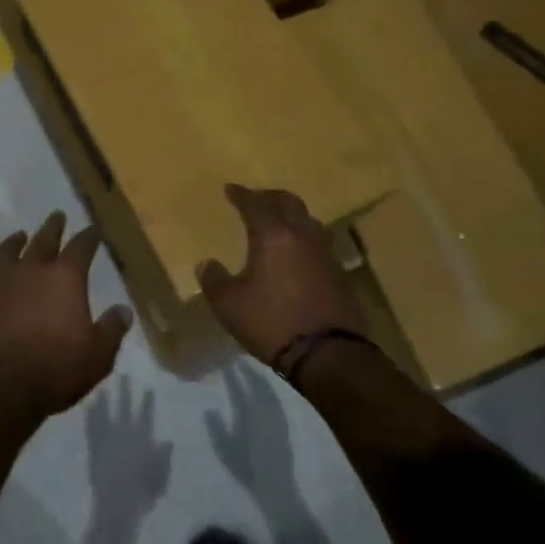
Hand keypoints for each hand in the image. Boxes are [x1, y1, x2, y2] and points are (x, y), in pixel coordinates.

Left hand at [0, 212, 131, 419]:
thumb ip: (111, 330)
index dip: (89, 237)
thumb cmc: (54, 370)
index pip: (82, 247)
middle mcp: (34, 269)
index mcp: (66, 278)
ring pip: (13, 249)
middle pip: (46, 239)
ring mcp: (3, 280)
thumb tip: (123, 310)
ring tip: (22, 234)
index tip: (94, 230)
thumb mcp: (97, 357)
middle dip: (54, 227)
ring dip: (20, 240)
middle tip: (58, 216)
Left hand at [85, 376, 171, 502]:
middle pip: (124, 407)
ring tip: (102, 386)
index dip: (147, 401)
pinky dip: (90, 416)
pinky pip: (91, 427)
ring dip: (104, 398)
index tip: (148, 387)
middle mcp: (123, 433)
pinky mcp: (94, 447)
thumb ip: (163, 458)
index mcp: (141, 439)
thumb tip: (167, 441)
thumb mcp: (159, 477)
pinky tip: (87, 406)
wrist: (116, 504)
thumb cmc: (142, 493)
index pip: (145, 415)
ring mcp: (107, 438)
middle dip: (124, 390)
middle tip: (123, 374)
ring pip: (105, 412)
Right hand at [198, 185, 363, 364]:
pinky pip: (317, 242)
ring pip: (306, 219)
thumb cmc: (272, 322)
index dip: (241, 194)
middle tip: (256, 198)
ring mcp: (324, 253)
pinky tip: (295, 252)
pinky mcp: (338, 273)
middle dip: (269, 196)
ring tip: (277, 222)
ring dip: (290, 214)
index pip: (255, 204)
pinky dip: (302, 238)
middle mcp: (301, 235)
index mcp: (273, 235)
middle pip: (287, 202)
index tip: (230, 189)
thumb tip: (206, 264)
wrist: (329, 354)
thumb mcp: (230, 305)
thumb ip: (214, 280)